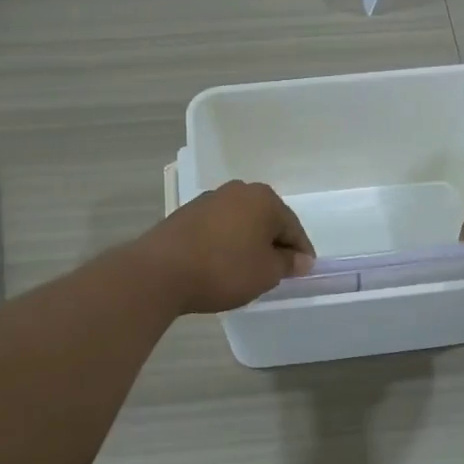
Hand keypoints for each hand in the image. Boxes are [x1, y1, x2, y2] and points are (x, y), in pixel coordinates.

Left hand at [132, 181, 315, 314]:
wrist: (161, 272)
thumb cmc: (224, 270)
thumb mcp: (266, 273)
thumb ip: (288, 264)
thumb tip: (301, 259)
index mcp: (263, 199)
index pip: (293, 227)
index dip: (301, 252)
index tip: (303, 273)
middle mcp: (238, 191)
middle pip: (266, 220)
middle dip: (274, 244)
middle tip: (277, 272)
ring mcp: (209, 200)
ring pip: (241, 223)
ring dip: (248, 243)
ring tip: (248, 271)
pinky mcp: (186, 214)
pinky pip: (218, 229)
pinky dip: (226, 243)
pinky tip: (222, 264)